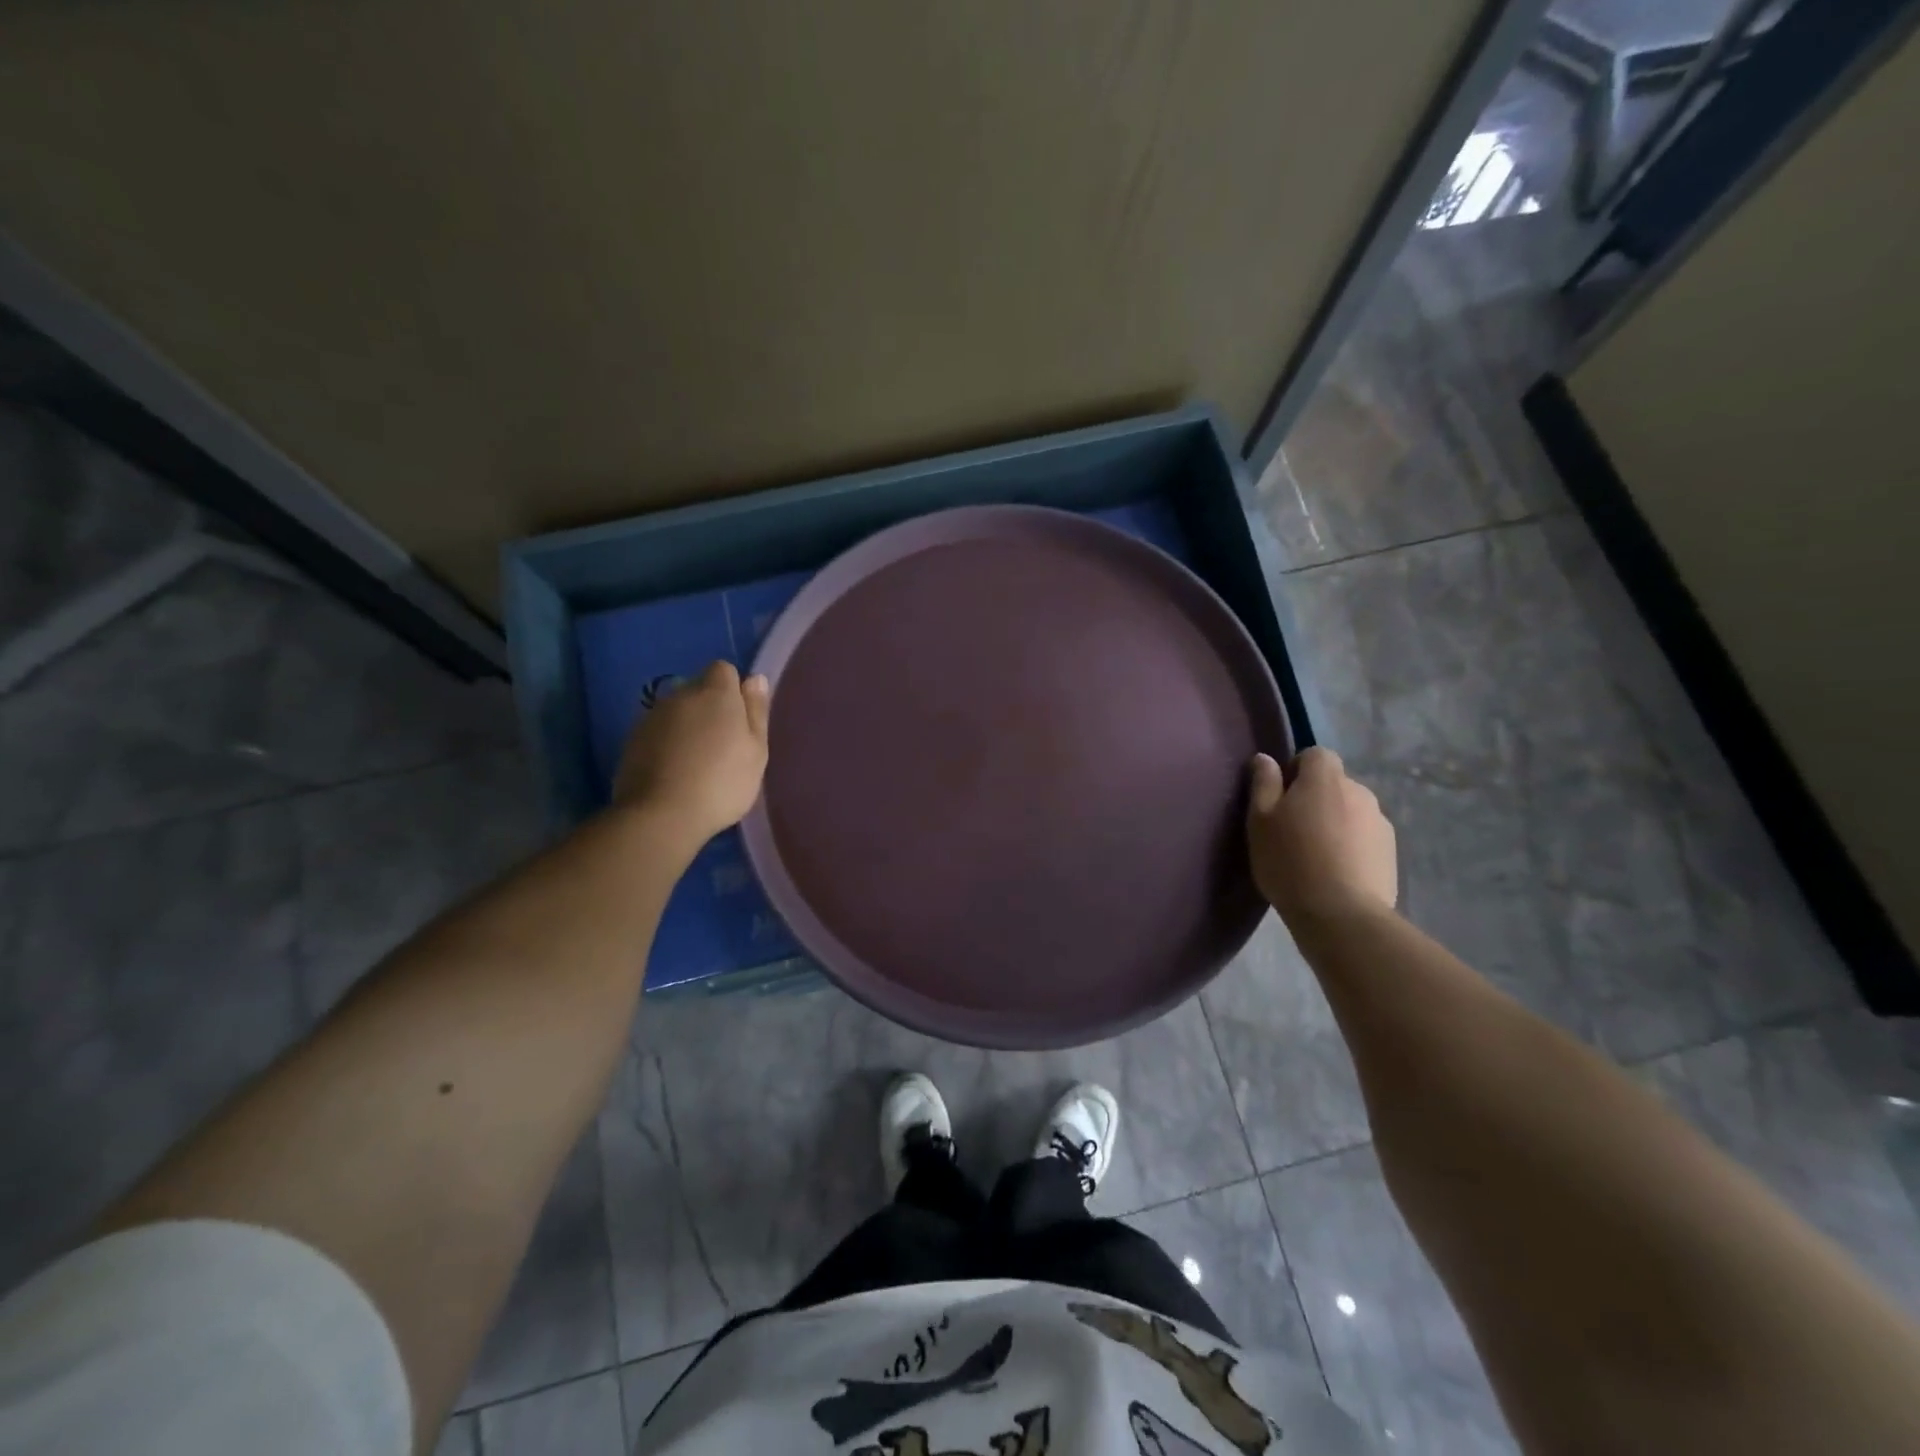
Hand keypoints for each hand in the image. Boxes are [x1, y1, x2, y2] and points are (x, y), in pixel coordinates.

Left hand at [613, 661, 770, 845]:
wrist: (661, 815)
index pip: (724, 670)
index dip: (733, 691)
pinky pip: (657, 732)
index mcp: (716, 693)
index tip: (740, 720)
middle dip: (709, 708)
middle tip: (722, 746)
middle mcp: (681, 696)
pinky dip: (666, 744)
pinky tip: (673, 773)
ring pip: (676, 712)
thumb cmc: (722, 782)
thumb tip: (755, 678)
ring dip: (687, 727)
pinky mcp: (631, 740)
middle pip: (698, 690)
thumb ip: (756, 711)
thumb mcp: (756, 750)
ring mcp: (652, 717)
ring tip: (696, 763)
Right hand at [1246, 747, 1397, 928]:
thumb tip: (1265, 759)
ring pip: (1351, 811)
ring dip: (1336, 822)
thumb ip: (1263, 784)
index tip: (1281, 799)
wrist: (1341, 914)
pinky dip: (1351, 845)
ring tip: (1316, 855)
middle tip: (1294, 830)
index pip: (1315, 755)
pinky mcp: (1391, 852)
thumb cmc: (1290, 861)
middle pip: (1335, 783)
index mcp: (1325, 779)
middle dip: (1317, 798)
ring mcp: (1380, 822)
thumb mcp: (1260, 821)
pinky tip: (1336, 872)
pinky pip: (1365, 836)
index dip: (1297, 770)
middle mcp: (1359, 791)